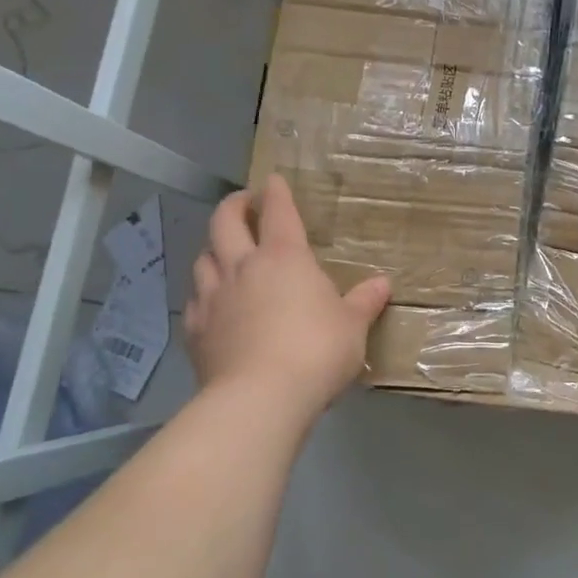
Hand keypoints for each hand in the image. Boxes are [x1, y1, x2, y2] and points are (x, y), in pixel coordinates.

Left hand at [184, 174, 390, 415]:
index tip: (273, 179)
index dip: (276, 192)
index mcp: (285, 258)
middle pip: (225, 222)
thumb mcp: (353, 327)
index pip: (279, 212)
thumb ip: (364, 302)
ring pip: (203, 258)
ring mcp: (214, 298)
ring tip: (224, 252)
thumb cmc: (316, 351)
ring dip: (213, 249)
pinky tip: (210, 303)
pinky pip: (194, 301)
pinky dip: (202, 294)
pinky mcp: (196, 331)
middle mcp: (244, 267)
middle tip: (243, 203)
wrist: (260, 398)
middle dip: (234, 206)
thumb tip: (383, 284)